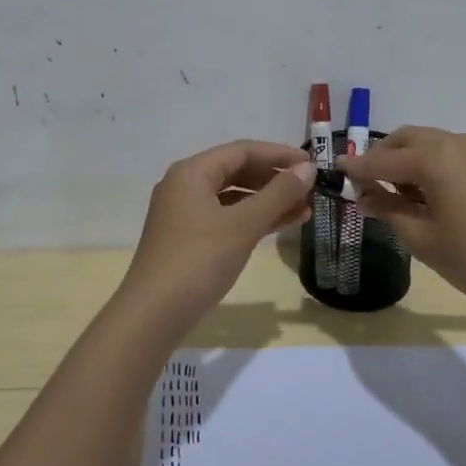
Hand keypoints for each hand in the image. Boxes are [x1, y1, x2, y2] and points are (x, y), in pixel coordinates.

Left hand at [121, 139, 315, 325]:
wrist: (154, 314)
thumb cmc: (199, 261)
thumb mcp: (243, 225)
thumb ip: (278, 195)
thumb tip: (308, 170)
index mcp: (192, 172)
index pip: (242, 151)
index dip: (279, 155)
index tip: (312, 165)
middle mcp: (185, 185)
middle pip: (237, 171)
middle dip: (275, 179)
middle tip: (311, 189)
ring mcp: (184, 213)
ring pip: (233, 197)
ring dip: (268, 201)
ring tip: (305, 209)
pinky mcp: (188, 238)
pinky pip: (226, 217)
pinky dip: (252, 219)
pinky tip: (281, 226)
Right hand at [338, 126, 465, 322]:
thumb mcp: (421, 237)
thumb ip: (387, 209)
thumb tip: (363, 195)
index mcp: (435, 157)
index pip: (382, 159)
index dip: (356, 167)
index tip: (333, 169)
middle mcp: (455, 143)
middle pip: (406, 139)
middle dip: (381, 157)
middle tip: (363, 184)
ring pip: (427, 144)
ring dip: (404, 161)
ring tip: (390, 195)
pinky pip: (446, 155)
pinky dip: (426, 167)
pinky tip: (419, 196)